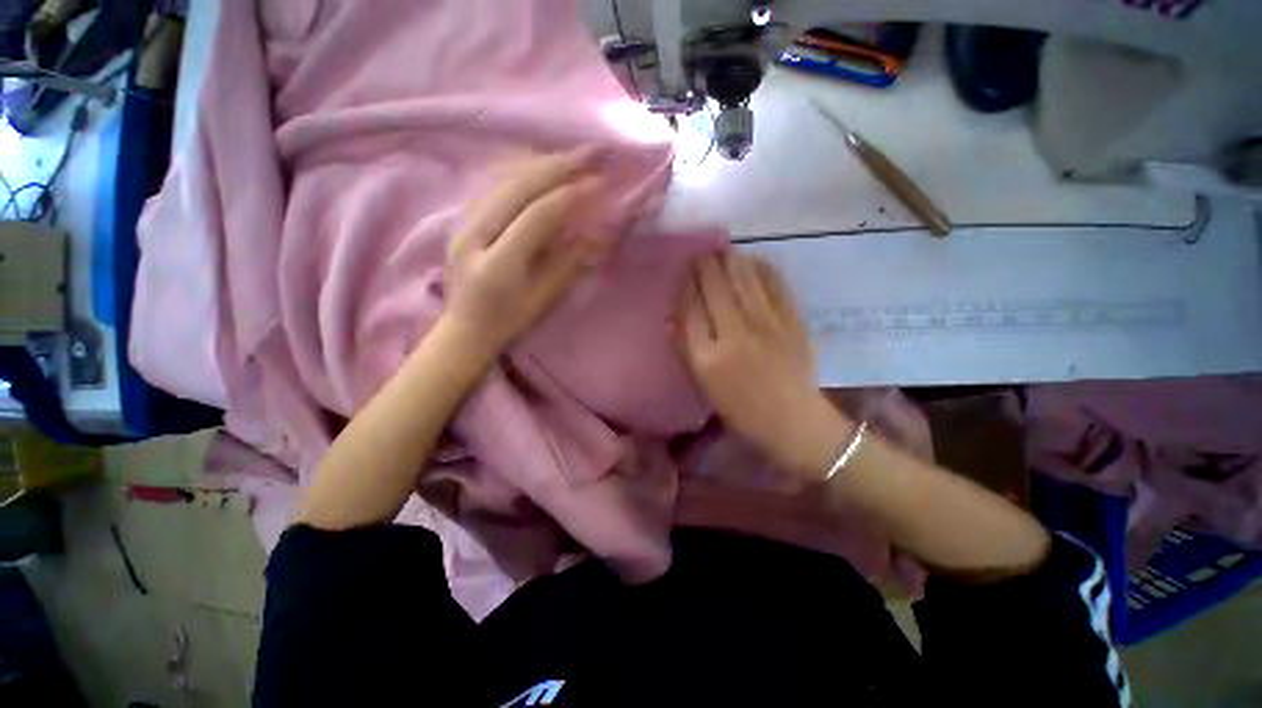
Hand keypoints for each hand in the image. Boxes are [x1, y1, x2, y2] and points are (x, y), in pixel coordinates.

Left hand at [446, 149, 614, 352]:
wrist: (465, 327)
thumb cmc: (509, 321)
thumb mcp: (544, 299)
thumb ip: (569, 263)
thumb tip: (599, 234)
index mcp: (497, 263)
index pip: (538, 216)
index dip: (572, 195)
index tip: (602, 183)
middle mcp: (474, 234)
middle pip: (519, 186)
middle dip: (560, 164)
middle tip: (594, 151)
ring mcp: (464, 221)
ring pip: (505, 178)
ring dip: (543, 163)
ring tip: (574, 155)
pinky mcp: (464, 217)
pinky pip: (497, 183)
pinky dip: (525, 171)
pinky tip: (544, 166)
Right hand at [676, 252, 850, 477]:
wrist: (793, 420)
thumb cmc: (741, 409)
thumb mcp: (703, 386)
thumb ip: (685, 349)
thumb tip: (673, 315)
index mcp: (708, 357)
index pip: (690, 308)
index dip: (685, 284)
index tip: (683, 270)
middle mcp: (735, 335)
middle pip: (716, 287)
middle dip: (705, 264)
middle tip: (701, 252)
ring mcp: (767, 325)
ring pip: (744, 279)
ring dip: (731, 259)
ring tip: (723, 249)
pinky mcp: (793, 320)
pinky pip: (775, 284)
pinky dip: (762, 268)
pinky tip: (753, 260)